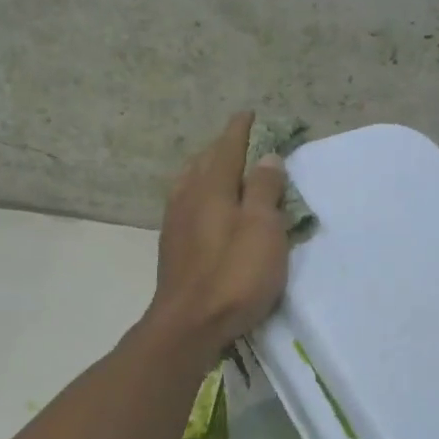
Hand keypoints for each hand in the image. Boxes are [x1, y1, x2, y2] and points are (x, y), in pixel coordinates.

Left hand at [146, 111, 288, 355]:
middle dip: (223, 147)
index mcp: (211, 187)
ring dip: (208, 169)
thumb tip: (267, 158)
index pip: (228, 147)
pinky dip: (200, 193)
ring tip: (224, 170)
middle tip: (242, 142)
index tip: (250, 114)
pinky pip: (186, 203)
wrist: (189, 324)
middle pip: (205, 161)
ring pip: (191, 182)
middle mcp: (188, 197)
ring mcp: (175, 222)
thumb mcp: (262, 229)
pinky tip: (204, 206)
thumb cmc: (234, 274)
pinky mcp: (172, 246)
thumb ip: (263, 190)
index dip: (241, 129)